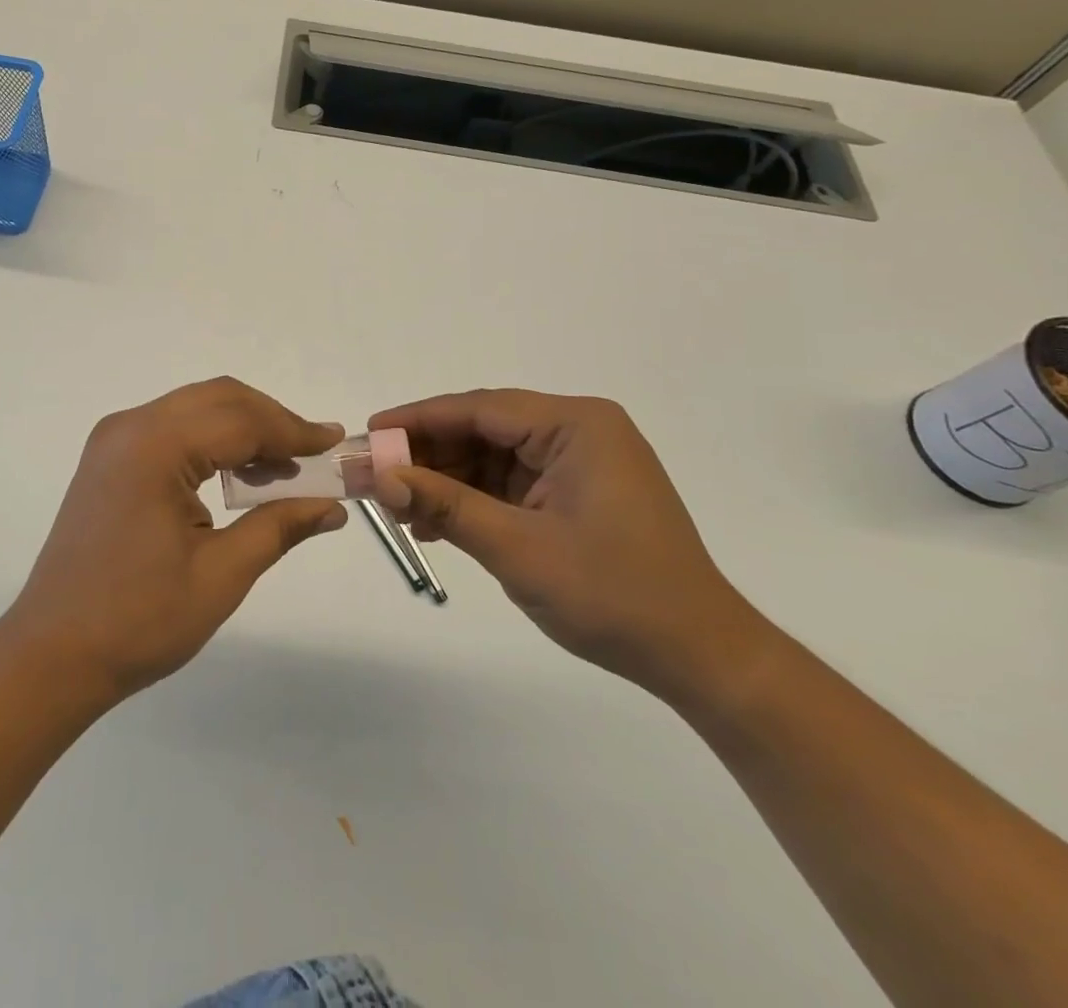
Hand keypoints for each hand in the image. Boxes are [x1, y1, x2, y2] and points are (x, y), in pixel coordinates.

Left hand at [5, 378, 347, 704]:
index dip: (293, 431)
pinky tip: (237, 474)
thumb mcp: (221, 575)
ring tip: (282, 469)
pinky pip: (172, 428)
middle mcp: (130, 427)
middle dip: (270, 421)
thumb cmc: (139, 620)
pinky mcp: (109, 458)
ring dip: (242, 428)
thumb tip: (333, 506)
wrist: (52, 654)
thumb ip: (280, 526)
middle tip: (313, 455)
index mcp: (155, 446)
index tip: (335, 444)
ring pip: (195, 409)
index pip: (240, 420)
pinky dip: (211, 440)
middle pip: (218, 399)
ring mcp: (114, 440)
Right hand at [370, 390, 755, 696]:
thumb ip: (444, 505)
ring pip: (490, 459)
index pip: (480, 409)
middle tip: (374, 476)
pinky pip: (508, 486)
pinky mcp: (575, 494)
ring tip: (396, 508)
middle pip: (482, 431)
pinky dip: (471, 502)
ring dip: (444, 482)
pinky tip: (432, 526)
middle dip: (427, 455)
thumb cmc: (614, 594)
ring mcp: (578, 464)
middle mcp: (578, 432)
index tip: (369, 431)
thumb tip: (379, 476)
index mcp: (576, 425)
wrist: (698, 657)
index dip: (418, 419)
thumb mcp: (517, 547)